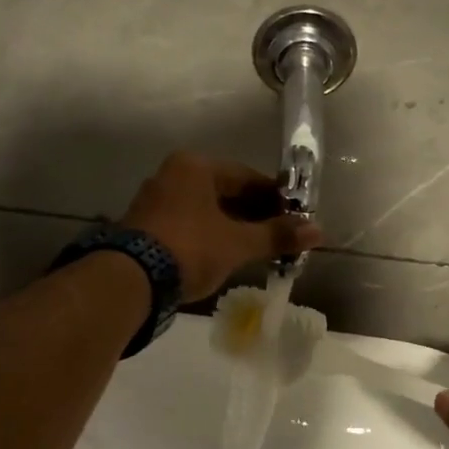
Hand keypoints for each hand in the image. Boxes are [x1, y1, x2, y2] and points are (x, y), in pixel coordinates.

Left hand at [121, 152, 321, 301]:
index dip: (276, 198)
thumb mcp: (238, 243)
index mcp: (195, 166)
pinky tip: (226, 255)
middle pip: (226, 193)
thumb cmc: (190, 249)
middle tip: (280, 237)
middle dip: (255, 215)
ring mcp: (156, 200)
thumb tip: (318, 231)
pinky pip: (189, 224)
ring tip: (257, 249)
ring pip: (207, 210)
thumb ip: (277, 235)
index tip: (295, 219)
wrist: (130, 281)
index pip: (248, 177)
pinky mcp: (145, 226)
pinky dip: (211, 236)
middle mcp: (173, 175)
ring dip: (233, 227)